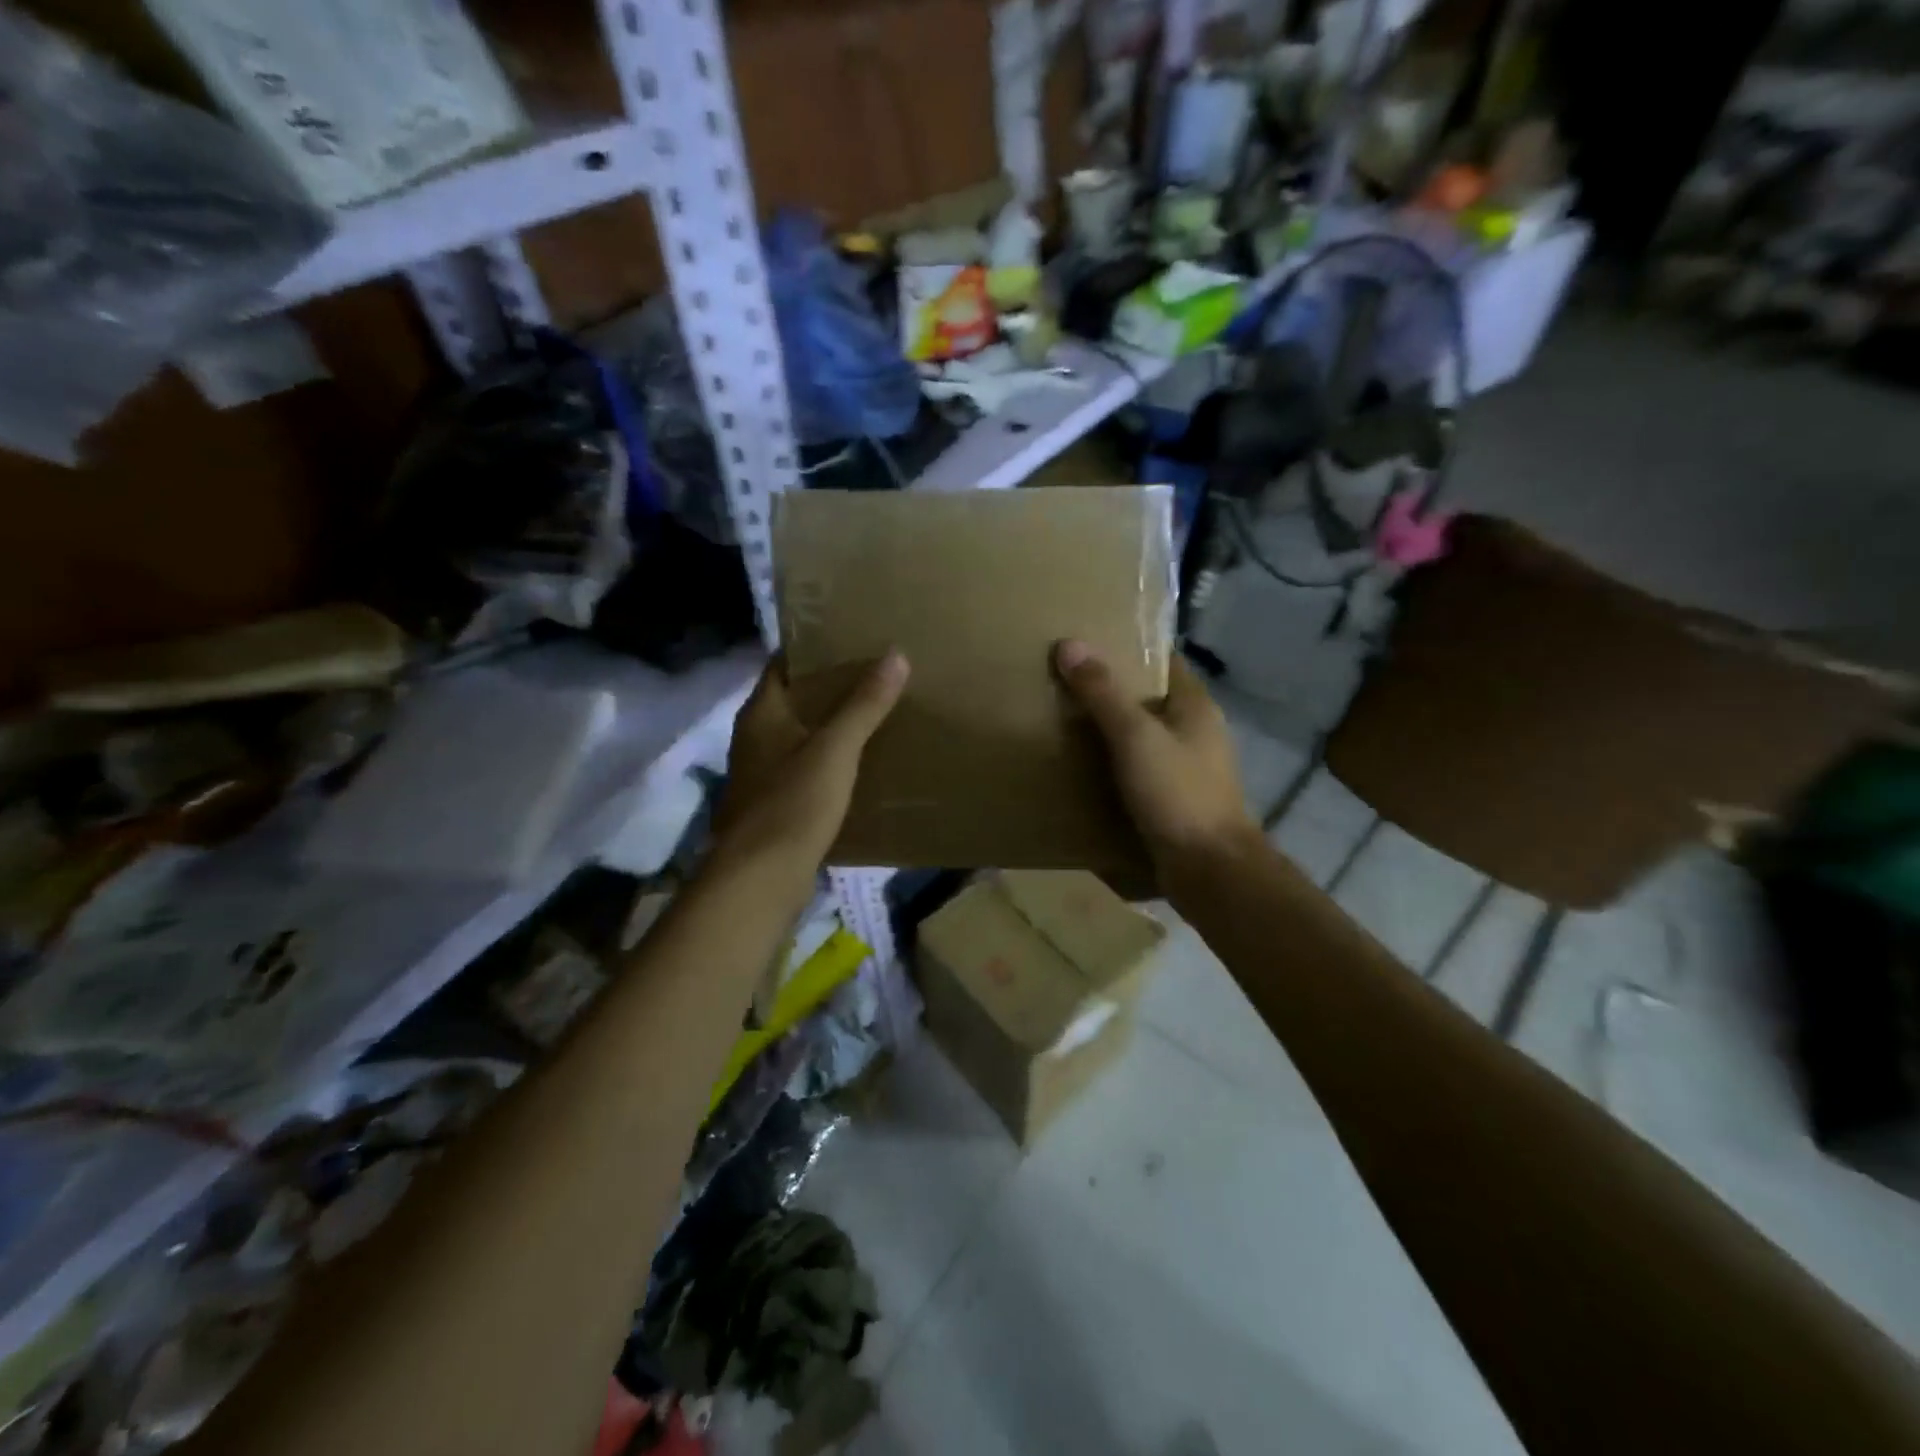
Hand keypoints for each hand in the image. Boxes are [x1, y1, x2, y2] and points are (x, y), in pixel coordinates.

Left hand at [713, 651, 908, 870]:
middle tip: (874, 673)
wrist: (761, 877)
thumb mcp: (836, 749)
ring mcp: (761, 773)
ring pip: (799, 736)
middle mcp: (754, 737)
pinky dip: (827, 760)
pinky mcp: (773, 804)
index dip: (812, 649)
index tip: (850, 639)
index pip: (782, 664)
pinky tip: (857, 763)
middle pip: (793, 700)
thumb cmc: (794, 803)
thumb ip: (864, 704)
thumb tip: (895, 655)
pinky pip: (803, 768)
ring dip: (829, 725)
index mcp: (761, 713)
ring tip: (873, 713)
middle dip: (829, 687)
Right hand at [1054, 639, 1257, 876]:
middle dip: (1110, 691)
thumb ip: (1102, 692)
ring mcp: (1188, 768)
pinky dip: (1114, 765)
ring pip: (1143, 737)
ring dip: (1109, 731)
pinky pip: (1139, 770)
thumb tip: (1069, 644)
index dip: (1127, 648)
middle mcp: (1196, 731)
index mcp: (1196, 705)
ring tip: (1062, 722)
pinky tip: (1081, 769)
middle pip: (1149, 699)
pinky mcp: (1175, 800)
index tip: (1085, 643)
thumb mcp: (1135, 736)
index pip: (1162, 660)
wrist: (1209, 870)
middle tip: (1063, 682)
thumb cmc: (1177, 793)